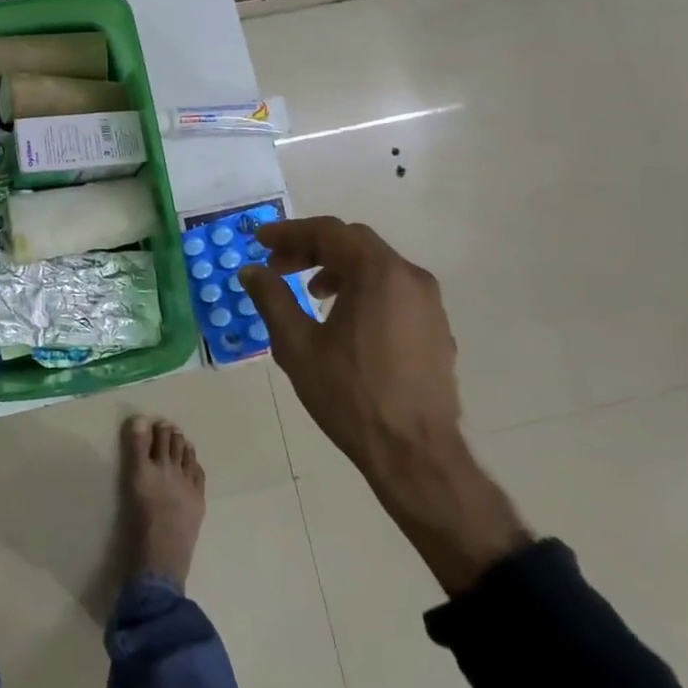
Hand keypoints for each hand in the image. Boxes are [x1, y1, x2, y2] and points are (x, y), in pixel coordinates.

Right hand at [240, 218, 527, 592]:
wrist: (416, 455)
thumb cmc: (350, 395)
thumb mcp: (297, 345)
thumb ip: (271, 298)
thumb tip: (251, 270)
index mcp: (378, 273)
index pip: (328, 232)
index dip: (289, 232)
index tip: (260, 242)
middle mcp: (410, 277)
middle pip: (354, 243)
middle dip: (311, 249)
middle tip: (279, 267)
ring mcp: (429, 304)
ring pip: (376, 266)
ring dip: (338, 269)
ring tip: (310, 295)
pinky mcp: (436, 329)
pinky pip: (393, 291)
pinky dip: (362, 289)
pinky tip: (343, 321)